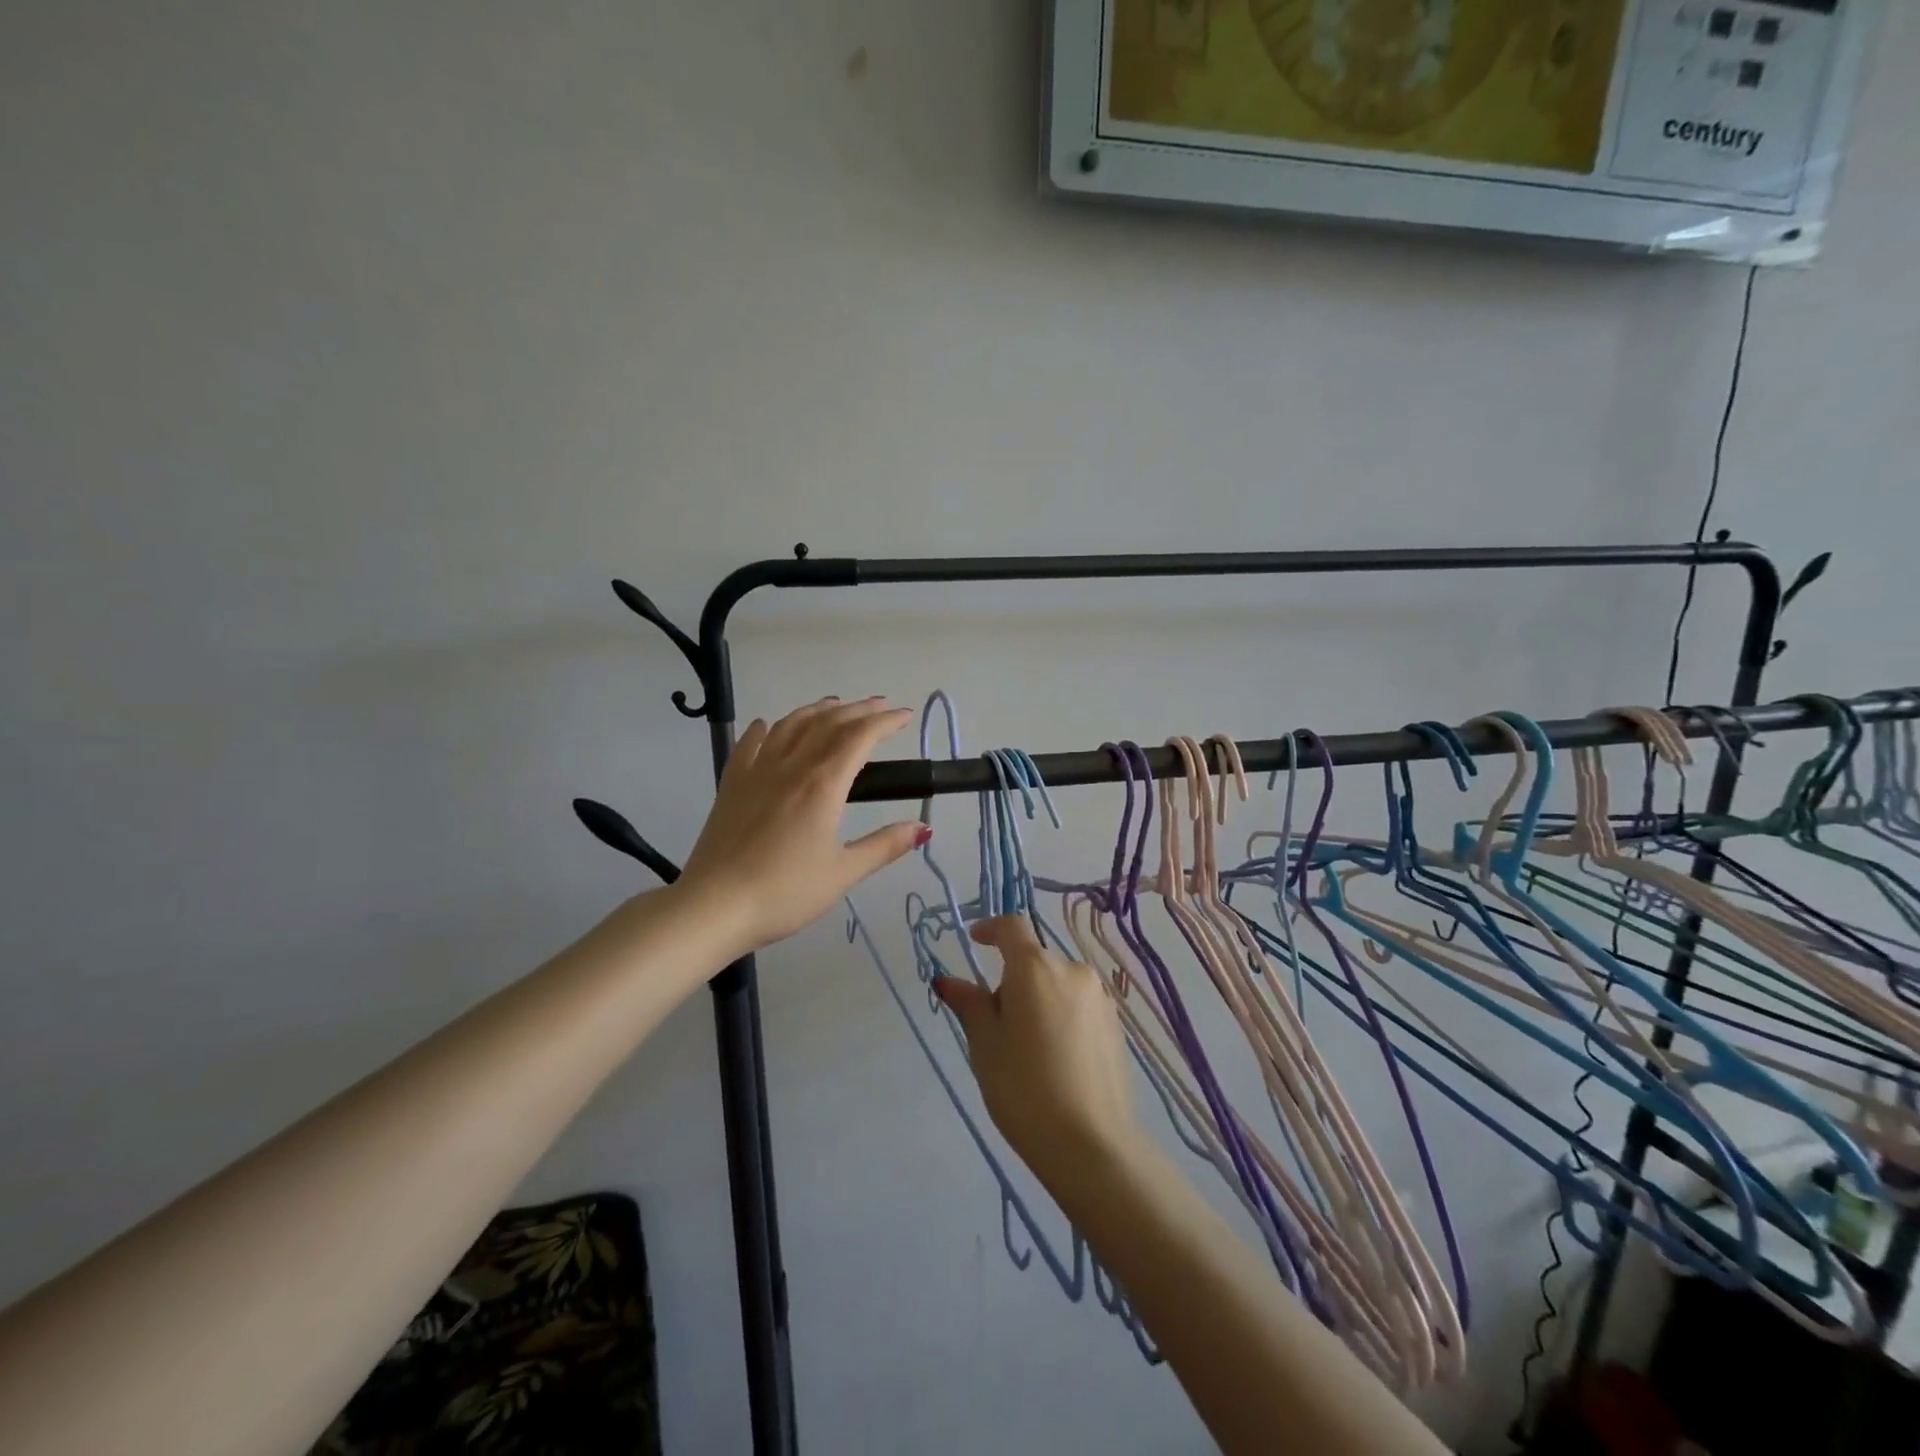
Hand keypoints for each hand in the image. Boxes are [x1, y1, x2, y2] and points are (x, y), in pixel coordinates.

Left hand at [677, 697, 925, 956]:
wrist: (714, 905)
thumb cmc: (785, 892)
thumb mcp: (843, 874)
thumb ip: (884, 846)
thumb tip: (923, 828)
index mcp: (823, 784)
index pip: (860, 737)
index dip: (886, 722)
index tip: (905, 716)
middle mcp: (791, 766)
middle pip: (828, 723)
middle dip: (858, 709)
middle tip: (880, 705)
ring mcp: (757, 771)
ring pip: (791, 725)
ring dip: (817, 710)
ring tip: (835, 705)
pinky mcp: (732, 784)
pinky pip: (750, 744)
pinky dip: (766, 728)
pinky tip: (770, 725)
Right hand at [933, 916, 1141, 1192]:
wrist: (1091, 1143)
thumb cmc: (1023, 1088)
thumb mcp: (985, 1045)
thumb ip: (970, 1004)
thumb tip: (949, 981)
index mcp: (1035, 967)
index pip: (1012, 927)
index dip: (990, 928)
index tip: (974, 941)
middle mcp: (1072, 970)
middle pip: (1035, 961)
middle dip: (1013, 980)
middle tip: (996, 1025)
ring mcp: (1100, 997)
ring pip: (1058, 984)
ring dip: (1039, 999)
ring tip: (1028, 1049)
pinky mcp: (1116, 1025)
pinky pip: (1079, 1006)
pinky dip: (1062, 1017)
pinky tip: (1057, 1060)